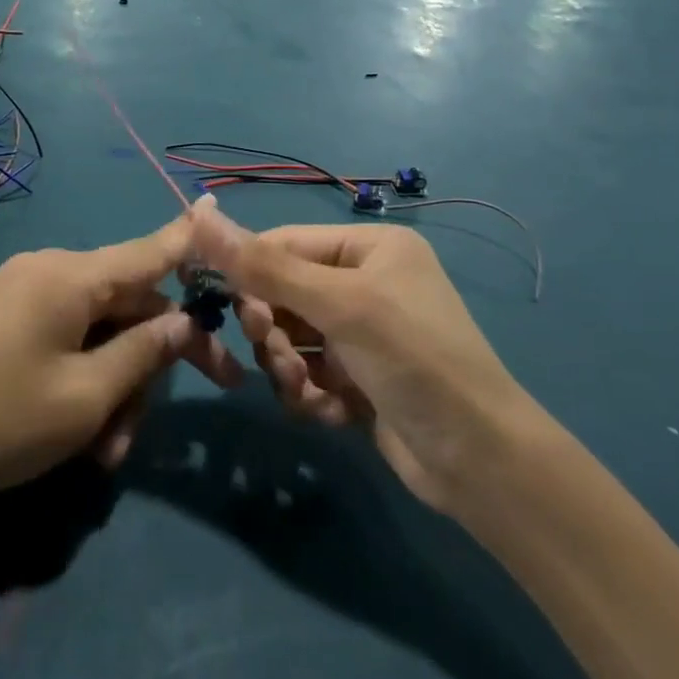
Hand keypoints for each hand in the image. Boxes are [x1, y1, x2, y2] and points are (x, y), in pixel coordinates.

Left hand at [0, 215, 244, 507]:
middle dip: (152, 360)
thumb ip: (143, 353)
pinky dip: (85, 378)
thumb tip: (183, 320)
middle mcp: (51, 270)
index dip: (190, 236)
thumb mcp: (86, 398)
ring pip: (99, 329)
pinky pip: (67, 337)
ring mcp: (25, 294)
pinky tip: (82, 434)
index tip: (221, 209)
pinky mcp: (7, 319)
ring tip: (104, 452)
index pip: (149, 250)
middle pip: (128, 304)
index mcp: (72, 276)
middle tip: (169, 419)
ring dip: (115, 384)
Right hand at [189, 203, 531, 517]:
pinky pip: (309, 373)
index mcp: (369, 247)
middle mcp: (366, 282)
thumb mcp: (337, 305)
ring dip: (289, 366)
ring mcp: (363, 333)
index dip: (250, 272)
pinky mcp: (360, 379)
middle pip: (283, 293)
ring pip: (291, 338)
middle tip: (277, 352)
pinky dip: (311, 393)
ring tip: (310, 389)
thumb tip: (198, 217)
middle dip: (275, 329)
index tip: (224, 306)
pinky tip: (333, 412)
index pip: (285, 244)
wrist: (479, 461)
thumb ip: (265, 266)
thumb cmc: (412, 358)